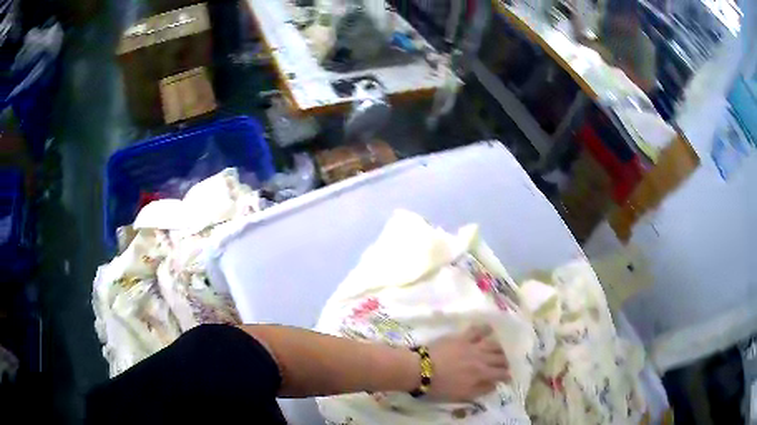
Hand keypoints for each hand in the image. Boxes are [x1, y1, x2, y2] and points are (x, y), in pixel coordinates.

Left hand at [425, 325, 509, 401]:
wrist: (421, 369)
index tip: (508, 377)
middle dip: (505, 362)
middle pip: (499, 358)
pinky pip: (477, 330)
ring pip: (492, 344)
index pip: (500, 373)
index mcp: (481, 374)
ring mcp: (472, 346)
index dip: (506, 375)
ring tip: (501, 349)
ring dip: (499, 347)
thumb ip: (480, 390)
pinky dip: (485, 329)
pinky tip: (489, 328)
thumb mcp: (461, 395)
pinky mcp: (462, 337)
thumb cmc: (440, 386)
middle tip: (505, 364)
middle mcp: (481, 358)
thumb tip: (494, 385)